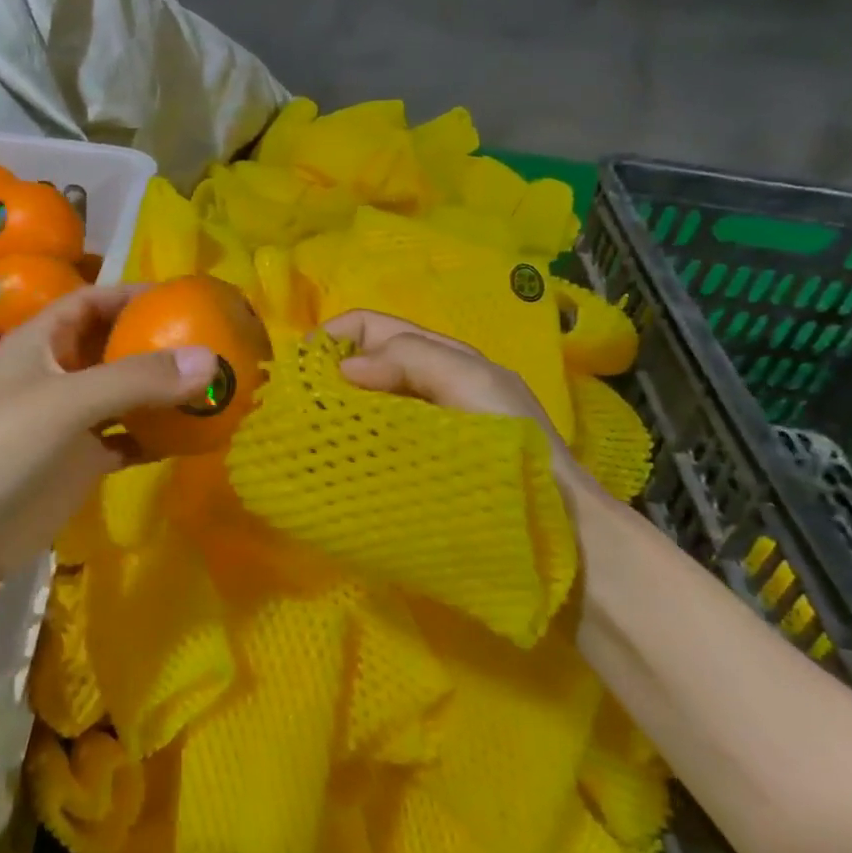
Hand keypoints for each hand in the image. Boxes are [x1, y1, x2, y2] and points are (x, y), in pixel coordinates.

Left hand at [0, 284, 217, 584]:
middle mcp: (54, 376)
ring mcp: (66, 422)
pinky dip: (153, 436)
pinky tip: (189, 439)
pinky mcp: (76, 463)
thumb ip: (138, 379)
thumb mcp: (68, 402)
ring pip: (122, 395)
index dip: (131, 294)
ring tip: (209, 387)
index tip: (181, 297)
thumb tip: (212, 359)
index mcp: (40, 344)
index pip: (89, 302)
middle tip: (209, 342)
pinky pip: (124, 439)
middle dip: (155, 343)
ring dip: (159, 392)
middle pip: (111, 347)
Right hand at [322, 309, 605, 507]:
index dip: (335, 335)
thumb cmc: (513, 443)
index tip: (301, 366)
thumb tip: (344, 368)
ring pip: (363, 405)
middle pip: (362, 364)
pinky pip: (371, 445)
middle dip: (326, 374)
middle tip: (296, 403)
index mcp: (439, 358)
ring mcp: (419, 431)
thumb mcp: (470, 381)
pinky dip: (348, 445)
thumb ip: (410, 359)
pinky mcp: (413, 469)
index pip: (371, 327)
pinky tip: (331, 461)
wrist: (556, 524)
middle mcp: (425, 387)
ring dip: (334, 411)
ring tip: (304, 433)